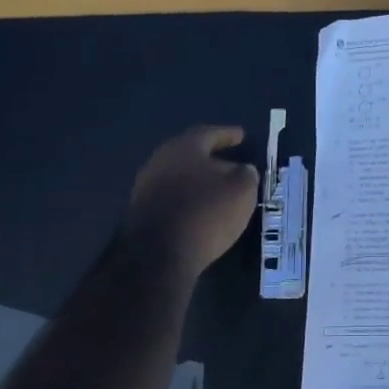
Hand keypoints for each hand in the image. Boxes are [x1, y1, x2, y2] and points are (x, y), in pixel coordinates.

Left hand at [124, 125, 259, 273]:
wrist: (158, 254)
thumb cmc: (206, 212)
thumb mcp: (242, 190)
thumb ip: (246, 174)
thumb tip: (242, 170)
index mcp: (184, 147)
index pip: (210, 134)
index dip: (228, 135)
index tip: (241, 135)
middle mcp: (160, 161)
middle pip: (191, 155)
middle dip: (212, 159)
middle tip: (231, 164)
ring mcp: (146, 188)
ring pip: (180, 178)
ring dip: (199, 183)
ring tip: (219, 191)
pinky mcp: (142, 214)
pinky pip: (173, 200)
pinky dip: (189, 201)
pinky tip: (201, 211)